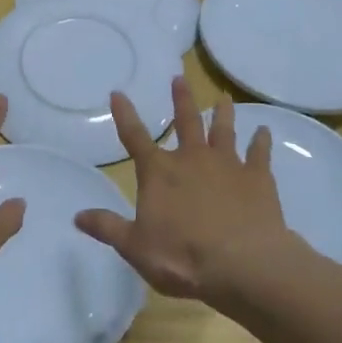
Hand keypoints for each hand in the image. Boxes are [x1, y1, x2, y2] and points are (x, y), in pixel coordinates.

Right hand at [74, 78, 289, 301]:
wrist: (243, 264)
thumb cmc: (182, 257)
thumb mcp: (135, 247)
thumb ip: (107, 228)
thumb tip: (77, 216)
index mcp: (159, 172)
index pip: (135, 137)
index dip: (125, 115)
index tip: (118, 93)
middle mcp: (192, 159)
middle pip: (185, 122)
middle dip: (181, 100)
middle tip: (180, 78)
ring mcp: (228, 165)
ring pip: (224, 130)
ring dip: (222, 114)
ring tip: (224, 98)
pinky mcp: (258, 178)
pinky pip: (259, 153)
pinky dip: (261, 141)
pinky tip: (264, 132)